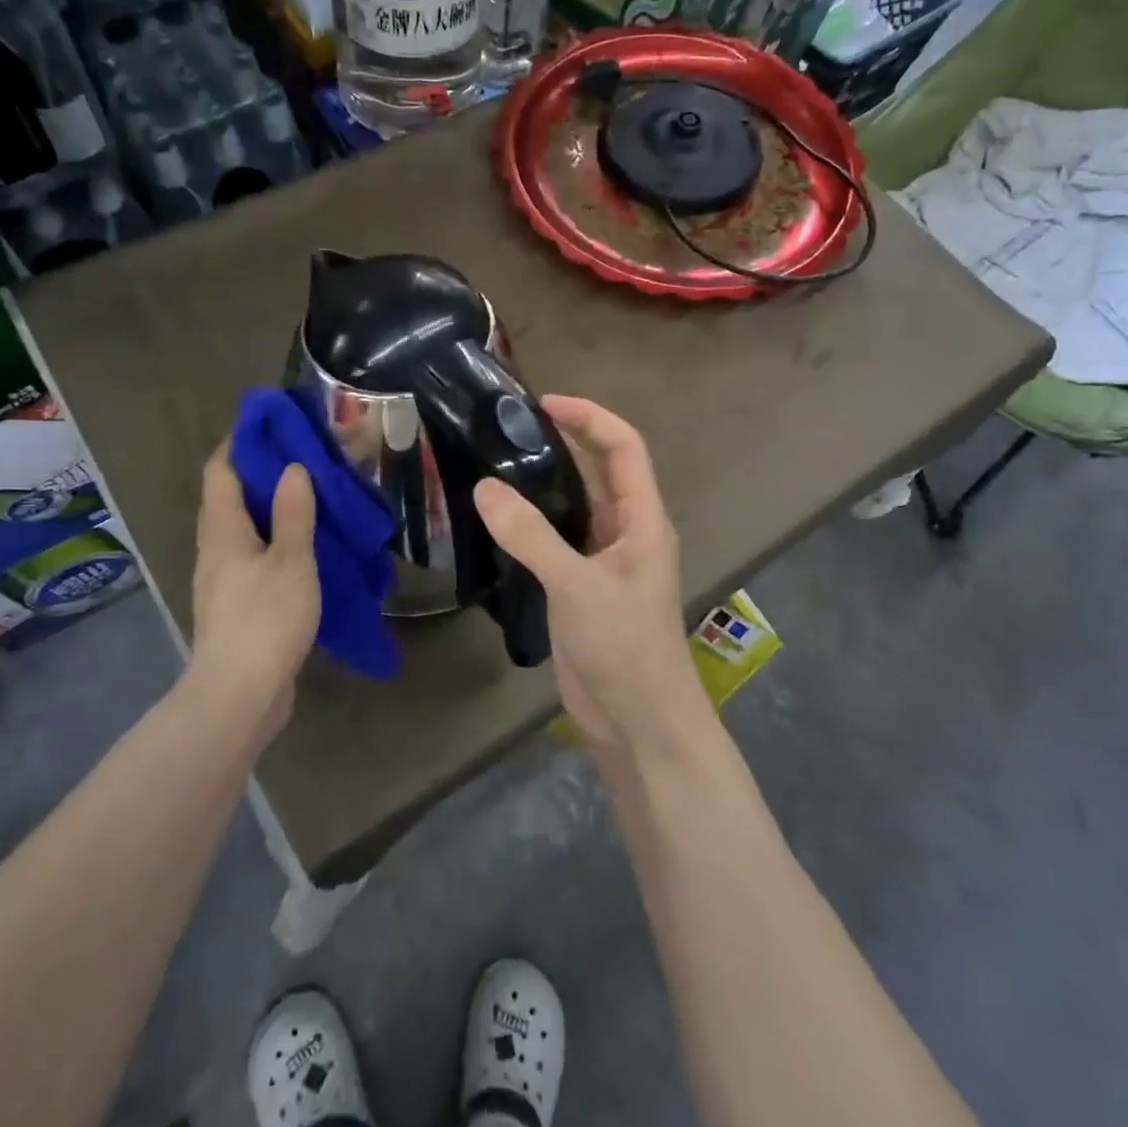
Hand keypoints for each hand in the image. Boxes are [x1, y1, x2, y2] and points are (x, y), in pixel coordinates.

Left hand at [189, 443, 319, 735]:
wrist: (239, 696)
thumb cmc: (265, 620)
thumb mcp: (291, 561)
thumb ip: (293, 513)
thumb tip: (292, 468)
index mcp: (222, 530)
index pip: (221, 470)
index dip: (241, 442)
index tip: (272, 424)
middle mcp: (216, 549)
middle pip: (231, 497)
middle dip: (262, 473)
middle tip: (305, 457)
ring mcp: (225, 579)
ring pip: (245, 529)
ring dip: (273, 509)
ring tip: (313, 497)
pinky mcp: (238, 605)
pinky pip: (256, 558)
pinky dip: (278, 542)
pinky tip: (308, 547)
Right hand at [474, 397, 704, 760]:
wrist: (638, 722)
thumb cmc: (624, 646)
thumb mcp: (577, 585)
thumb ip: (531, 535)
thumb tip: (484, 487)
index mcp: (643, 519)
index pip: (624, 447)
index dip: (590, 417)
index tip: (544, 403)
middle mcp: (627, 532)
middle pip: (600, 470)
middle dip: (565, 441)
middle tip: (510, 427)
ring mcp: (604, 561)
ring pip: (576, 506)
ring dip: (544, 482)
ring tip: (496, 462)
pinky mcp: (582, 588)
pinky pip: (557, 540)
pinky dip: (532, 523)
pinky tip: (497, 519)